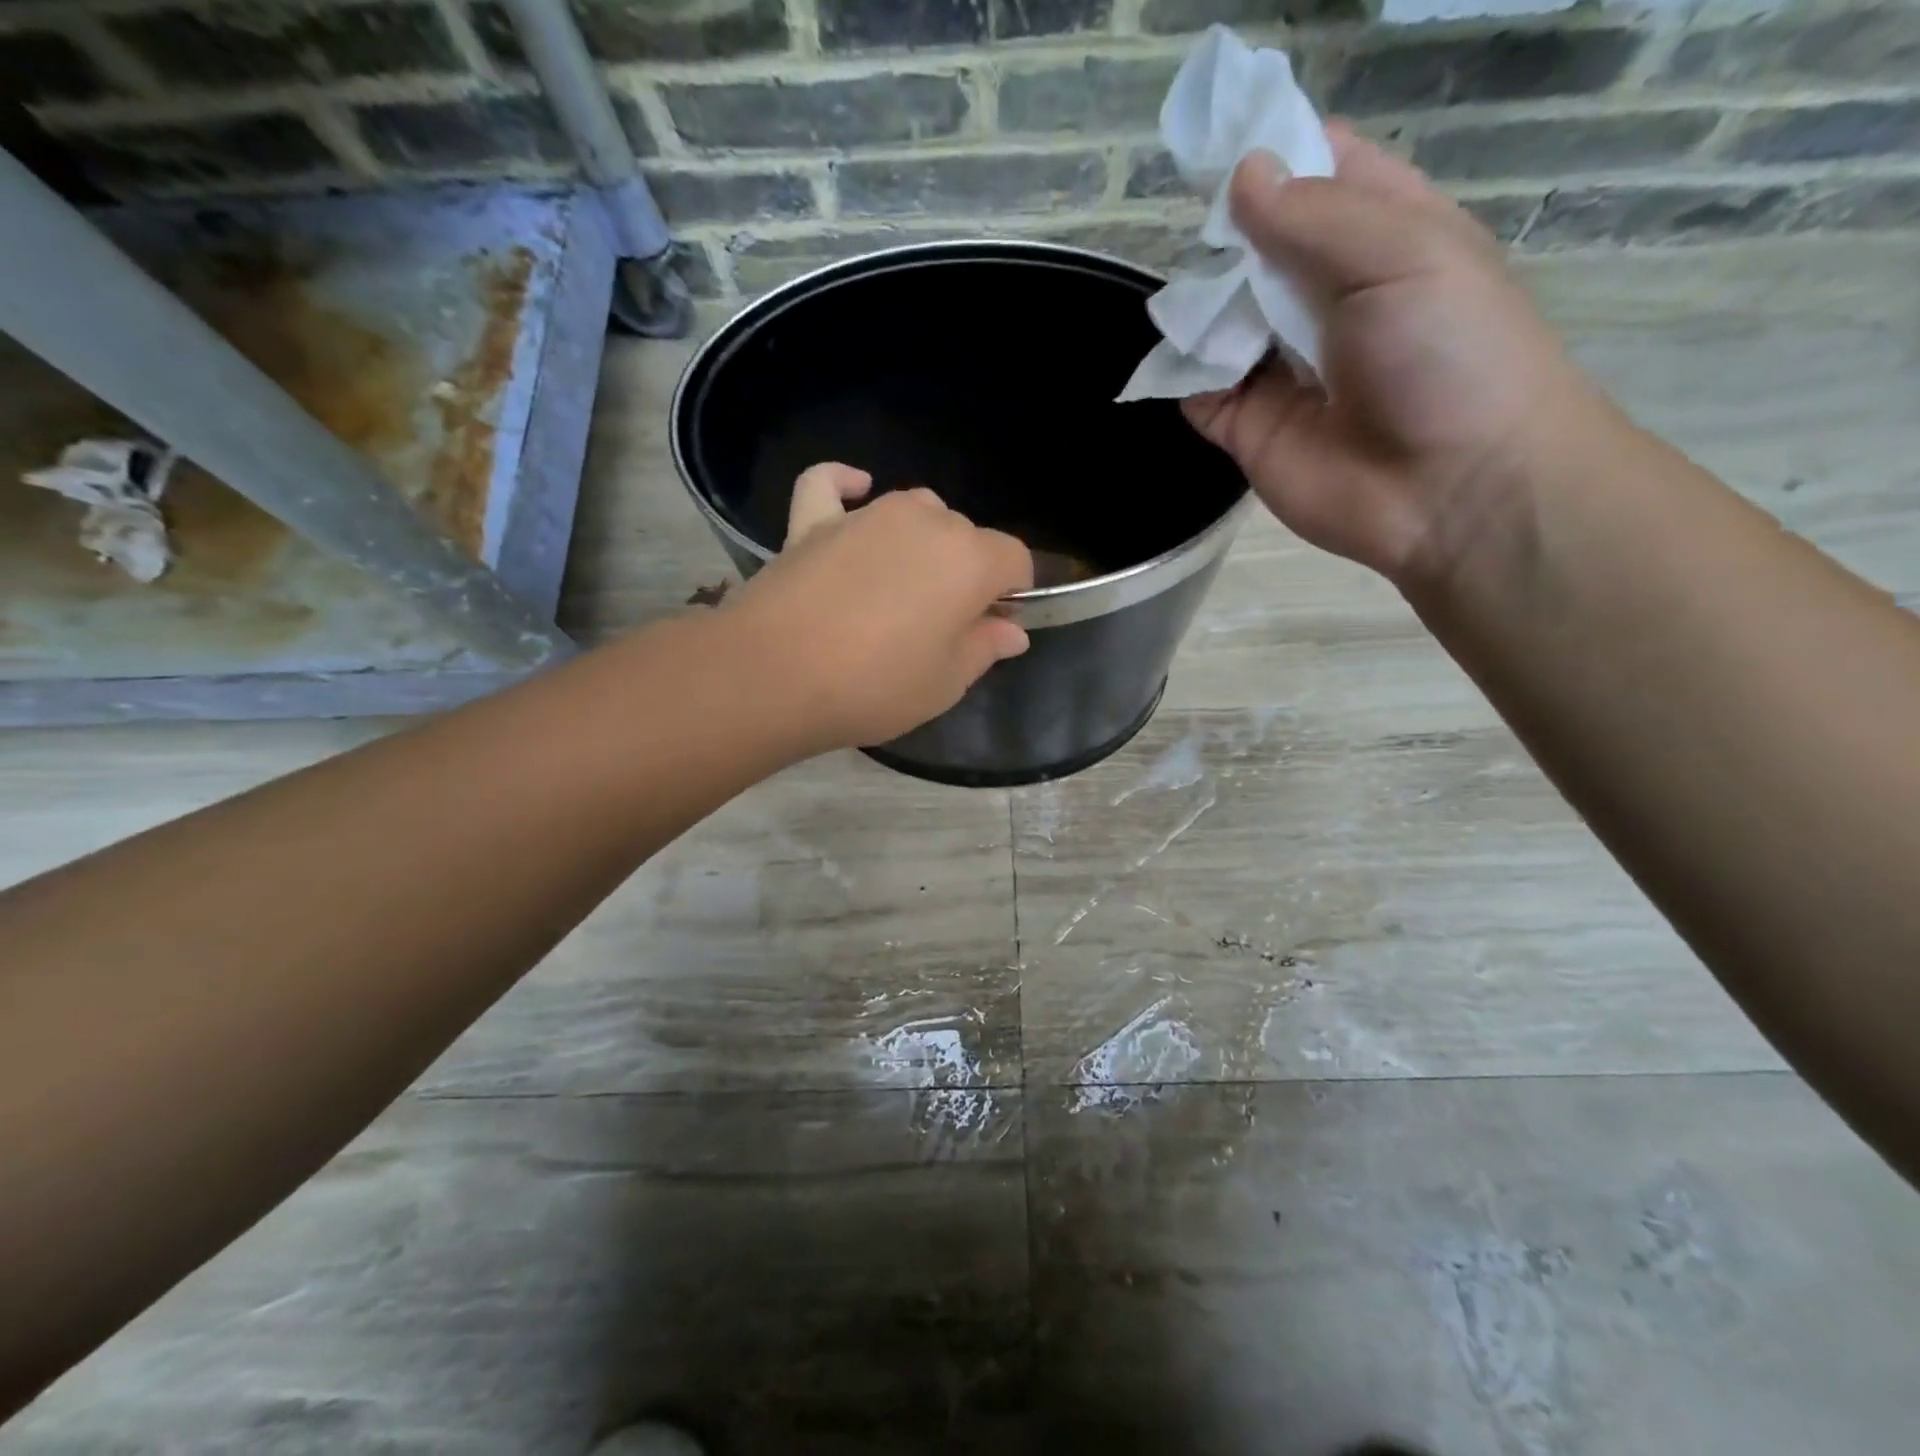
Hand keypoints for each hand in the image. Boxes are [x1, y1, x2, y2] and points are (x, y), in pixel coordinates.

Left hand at [725, 464, 1033, 751]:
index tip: (991, 629)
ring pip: (914, 510)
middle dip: (966, 572)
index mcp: (969, 559)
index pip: (1015, 559)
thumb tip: (1012, 631)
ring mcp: (866, 514)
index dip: (1011, 594)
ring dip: (922, 541)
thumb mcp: (945, 683)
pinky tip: (855, 490)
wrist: (773, 676)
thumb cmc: (875, 686)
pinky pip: (829, 485)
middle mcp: (925, 521)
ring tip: (900, 587)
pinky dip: (844, 485)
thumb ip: (985, 648)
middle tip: (940, 625)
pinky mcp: (812, 521)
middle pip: (965, 535)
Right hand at [1184, 123, 1609, 584]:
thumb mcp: (1400, 254)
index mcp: (1378, 236)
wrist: (1451, 489)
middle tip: (1197, 234)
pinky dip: (1181, 374)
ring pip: (1219, 318)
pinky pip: (1198, 391)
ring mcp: (1280, 367)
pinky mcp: (1248, 428)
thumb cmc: (1450, 354)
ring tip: (1189, 297)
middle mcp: (1323, 297)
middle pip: (1255, 246)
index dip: (1272, 152)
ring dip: (1198, 304)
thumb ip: (1314, 216)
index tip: (1219, 145)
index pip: (1317, 172)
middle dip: (1223, 234)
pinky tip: (1178, 358)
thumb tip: (1241, 177)